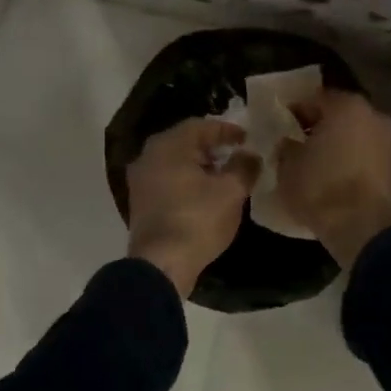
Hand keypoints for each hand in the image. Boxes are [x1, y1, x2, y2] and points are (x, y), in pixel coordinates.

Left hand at [126, 118, 260, 297]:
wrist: (161, 264)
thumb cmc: (198, 220)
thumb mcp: (231, 191)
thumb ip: (244, 166)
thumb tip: (250, 154)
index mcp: (169, 146)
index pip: (201, 126)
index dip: (227, 130)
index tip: (247, 138)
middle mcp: (149, 156)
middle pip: (185, 142)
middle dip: (212, 147)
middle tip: (235, 153)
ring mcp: (140, 180)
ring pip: (175, 162)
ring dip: (199, 164)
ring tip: (224, 175)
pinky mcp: (140, 202)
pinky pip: (167, 179)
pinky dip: (187, 180)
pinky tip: (204, 194)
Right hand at [276, 90, 390, 267]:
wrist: (365, 229)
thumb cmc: (321, 189)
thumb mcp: (288, 167)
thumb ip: (286, 148)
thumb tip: (288, 144)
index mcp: (346, 106)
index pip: (315, 98)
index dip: (296, 110)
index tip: (283, 124)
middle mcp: (374, 116)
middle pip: (341, 115)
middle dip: (321, 127)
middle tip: (300, 143)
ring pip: (358, 136)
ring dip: (340, 145)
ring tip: (319, 164)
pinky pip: (369, 157)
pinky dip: (355, 163)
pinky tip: (338, 179)